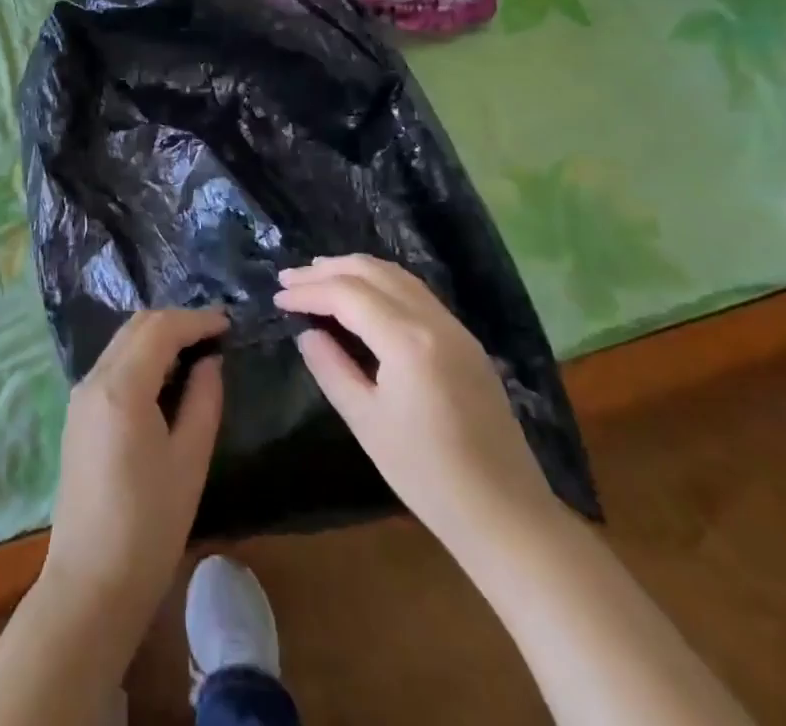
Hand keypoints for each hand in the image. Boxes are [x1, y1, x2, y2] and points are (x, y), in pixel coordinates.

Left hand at [40, 308, 227, 631]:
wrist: (91, 583)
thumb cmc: (149, 525)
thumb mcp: (190, 460)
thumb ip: (203, 400)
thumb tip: (209, 361)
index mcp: (121, 387)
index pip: (160, 328)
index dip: (197, 320)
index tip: (228, 323)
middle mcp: (94, 379)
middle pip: (136, 326)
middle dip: (176, 322)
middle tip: (215, 334)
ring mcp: (80, 396)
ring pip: (122, 342)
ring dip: (157, 337)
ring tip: (196, 351)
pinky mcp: (77, 414)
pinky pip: (112, 365)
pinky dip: (140, 357)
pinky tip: (165, 377)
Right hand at [275, 255, 553, 543]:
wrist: (507, 516)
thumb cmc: (428, 476)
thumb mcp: (366, 422)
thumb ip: (331, 369)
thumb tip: (307, 333)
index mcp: (407, 340)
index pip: (347, 294)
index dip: (308, 290)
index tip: (278, 296)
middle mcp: (434, 320)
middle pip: (373, 271)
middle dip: (327, 269)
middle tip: (291, 277)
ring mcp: (455, 328)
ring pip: (397, 275)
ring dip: (355, 270)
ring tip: (319, 277)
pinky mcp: (466, 341)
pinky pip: (415, 292)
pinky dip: (381, 283)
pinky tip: (362, 298)